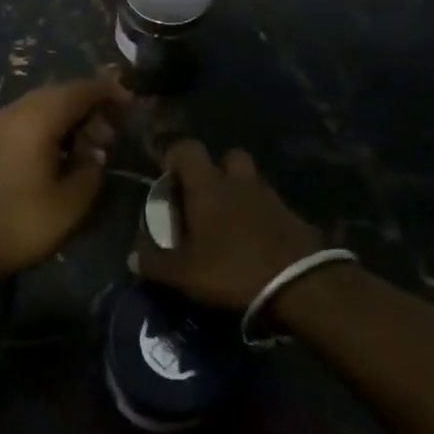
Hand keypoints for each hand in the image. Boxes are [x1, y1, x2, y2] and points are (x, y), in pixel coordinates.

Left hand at [0, 73, 130, 286]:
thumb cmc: (17, 224)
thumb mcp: (69, 204)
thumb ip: (90, 170)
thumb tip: (93, 153)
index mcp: (36, 118)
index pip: (80, 89)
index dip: (108, 92)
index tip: (131, 104)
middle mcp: (13, 111)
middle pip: (59, 94)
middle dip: (89, 109)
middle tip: (110, 137)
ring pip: (40, 107)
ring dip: (67, 120)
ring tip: (86, 151)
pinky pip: (24, 121)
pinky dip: (47, 129)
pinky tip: (55, 157)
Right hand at [131, 141, 325, 309]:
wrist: (302, 286)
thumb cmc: (233, 270)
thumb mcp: (184, 274)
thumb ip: (154, 263)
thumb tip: (131, 256)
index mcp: (208, 186)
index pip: (187, 148)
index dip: (175, 157)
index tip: (169, 178)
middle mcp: (239, 181)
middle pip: (228, 156)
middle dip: (216, 170)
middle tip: (205, 198)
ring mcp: (270, 196)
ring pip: (251, 180)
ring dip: (241, 192)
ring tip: (231, 223)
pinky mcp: (294, 216)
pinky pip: (272, 205)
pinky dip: (262, 215)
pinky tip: (257, 241)